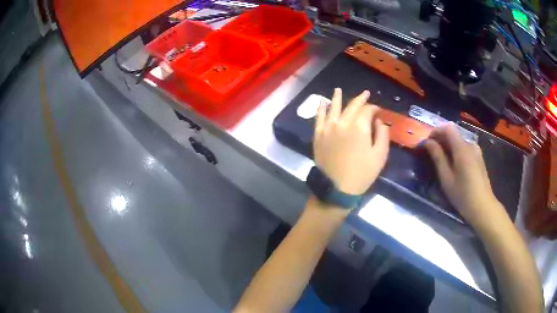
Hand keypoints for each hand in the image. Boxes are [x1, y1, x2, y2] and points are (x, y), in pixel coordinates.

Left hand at [314, 88, 389, 195]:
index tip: (378, 110)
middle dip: (360, 99)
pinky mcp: (318, 135)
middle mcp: (342, 122)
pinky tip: (322, 103)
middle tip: (365, 94)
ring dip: (337, 97)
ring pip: (333, 107)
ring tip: (338, 89)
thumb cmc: (362, 174)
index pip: (367, 110)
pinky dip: (321, 109)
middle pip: (351, 106)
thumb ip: (382, 135)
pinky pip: (318, 118)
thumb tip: (379, 121)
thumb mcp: (380, 155)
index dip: (374, 108)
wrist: (336, 188)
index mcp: (359, 127)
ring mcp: (327, 128)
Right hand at [423, 124, 506, 227]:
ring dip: (449, 146)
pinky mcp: (479, 158)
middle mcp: (470, 145)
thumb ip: (438, 157)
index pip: (448, 128)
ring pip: (459, 142)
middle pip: (453, 134)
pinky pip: (465, 148)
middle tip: (431, 152)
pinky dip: (456, 151)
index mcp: (462, 148)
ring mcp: (476, 151)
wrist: (483, 207)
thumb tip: (428, 143)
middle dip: (441, 140)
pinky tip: (453, 165)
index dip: (436, 131)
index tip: (427, 142)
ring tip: (441, 160)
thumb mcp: (446, 178)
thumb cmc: (462, 194)